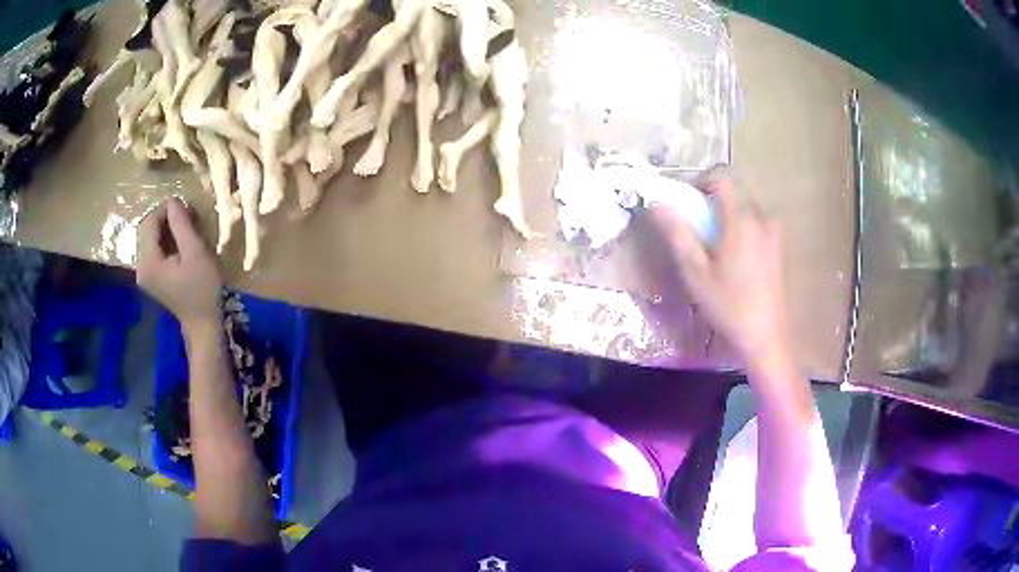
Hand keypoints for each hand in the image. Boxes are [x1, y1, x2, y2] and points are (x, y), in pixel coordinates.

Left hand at [137, 198, 222, 330]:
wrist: (203, 323)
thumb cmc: (202, 289)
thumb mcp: (195, 252)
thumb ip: (181, 224)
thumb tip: (173, 200)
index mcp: (148, 262)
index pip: (149, 223)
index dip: (165, 210)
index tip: (185, 208)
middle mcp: (140, 268)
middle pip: (146, 230)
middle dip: (164, 219)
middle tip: (185, 217)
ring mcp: (143, 275)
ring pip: (148, 239)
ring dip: (164, 229)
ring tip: (183, 229)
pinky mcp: (150, 278)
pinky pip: (152, 250)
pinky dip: (163, 241)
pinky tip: (177, 244)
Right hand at [650, 168, 789, 364]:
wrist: (765, 336)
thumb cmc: (728, 305)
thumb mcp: (696, 273)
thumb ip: (677, 234)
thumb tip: (657, 204)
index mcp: (741, 220)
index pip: (722, 177)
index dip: (702, 181)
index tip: (690, 202)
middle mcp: (762, 218)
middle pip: (735, 193)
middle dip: (715, 204)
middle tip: (701, 233)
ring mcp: (775, 233)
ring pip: (748, 209)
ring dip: (731, 218)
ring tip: (720, 250)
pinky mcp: (781, 248)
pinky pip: (760, 224)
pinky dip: (745, 230)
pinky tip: (740, 261)